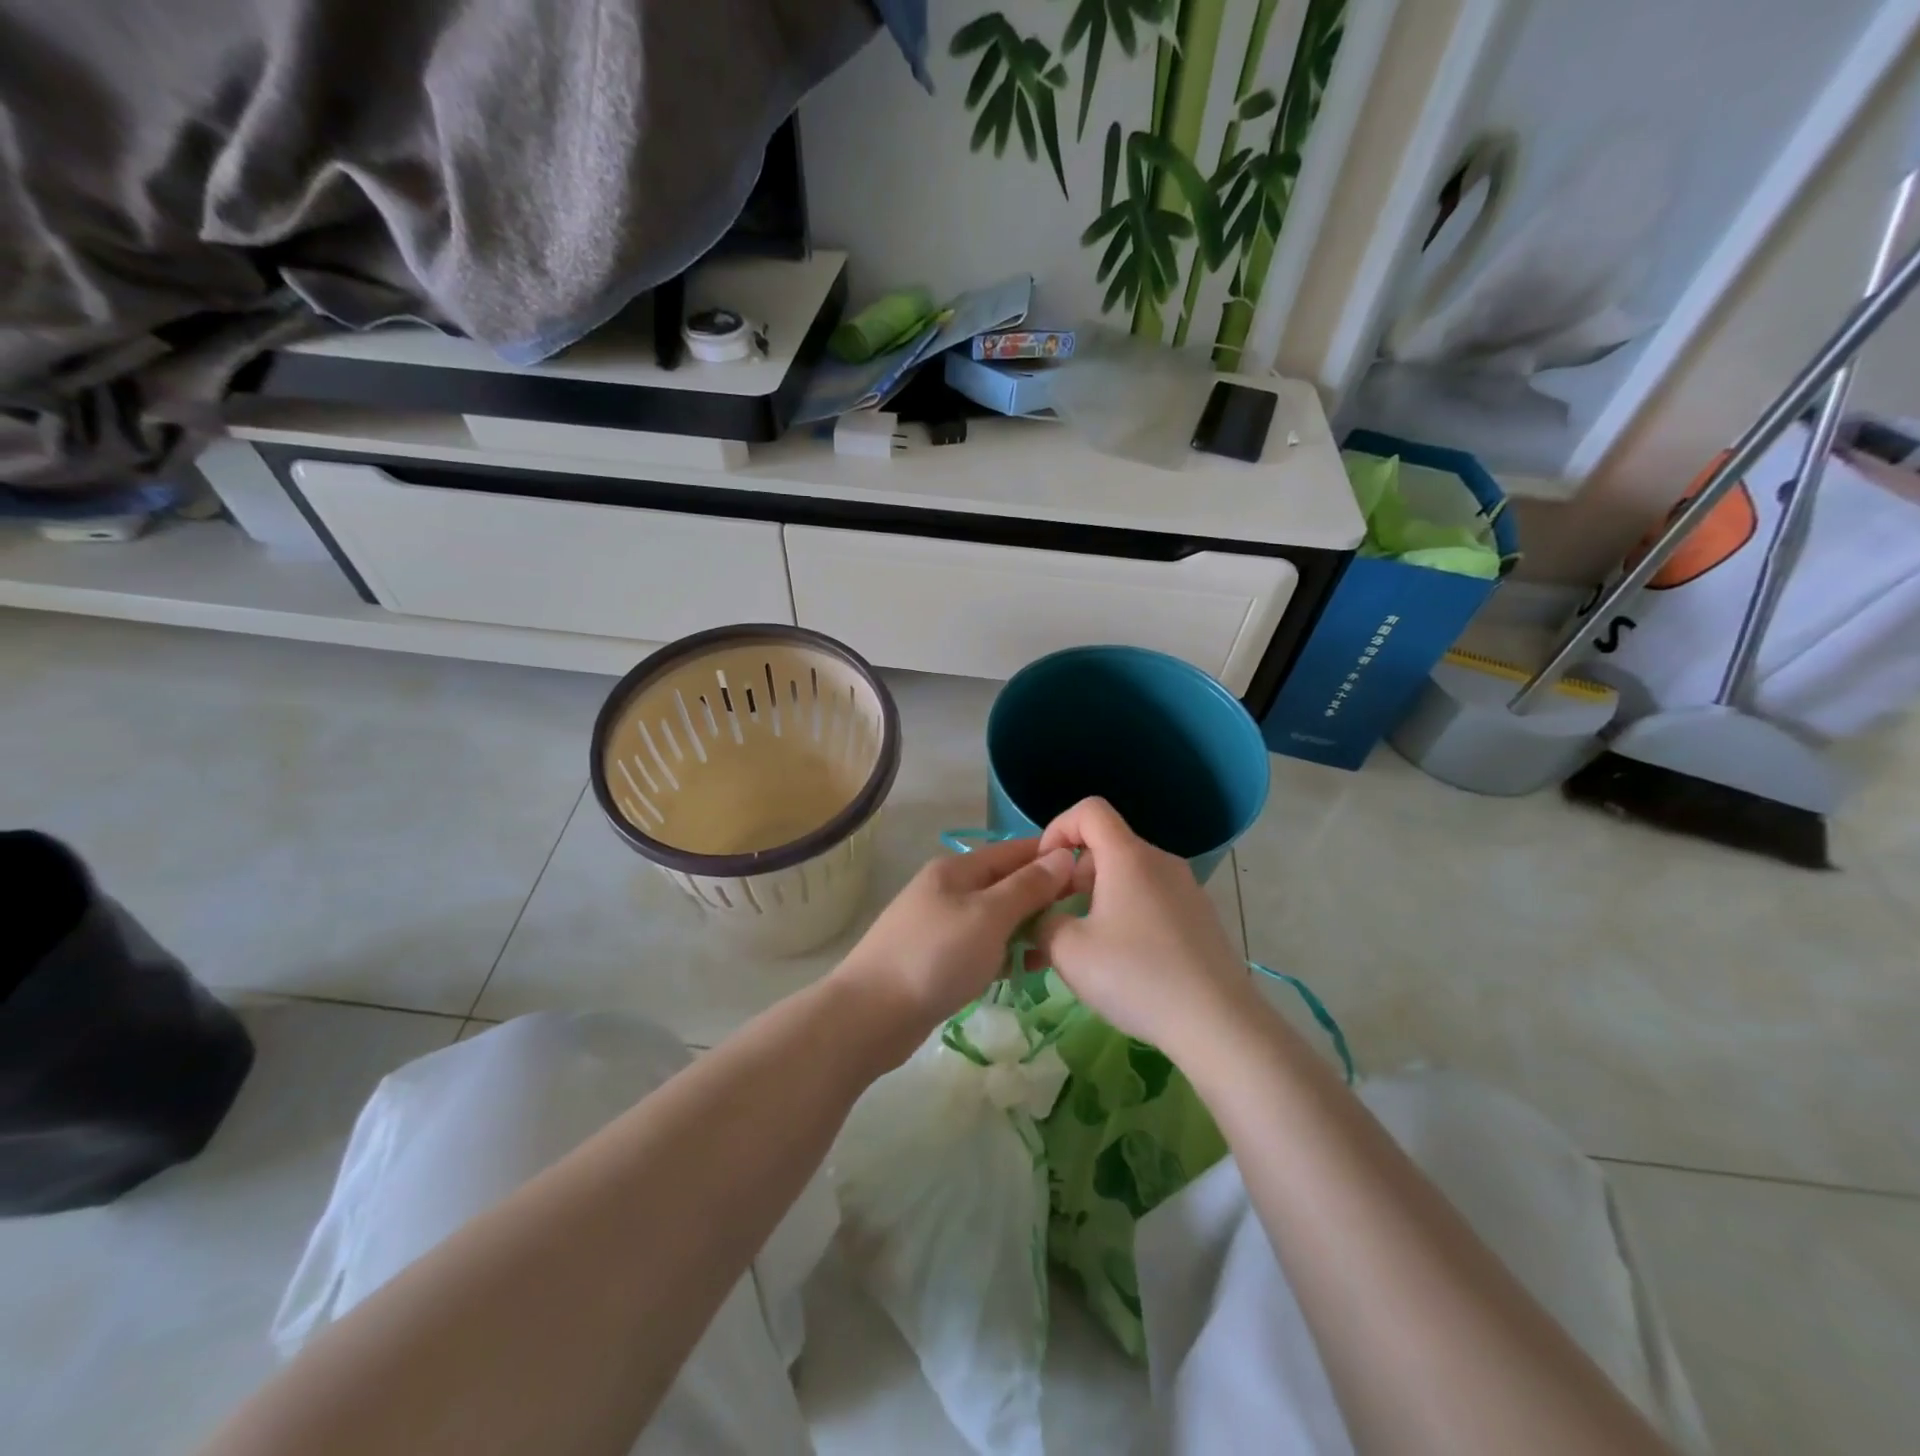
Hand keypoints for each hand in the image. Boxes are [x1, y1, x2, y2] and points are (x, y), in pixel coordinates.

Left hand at [834, 838, 1075, 1059]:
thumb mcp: (989, 916)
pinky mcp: (935, 959)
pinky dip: (1001, 954)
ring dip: (1023, 930)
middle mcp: (947, 889)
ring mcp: (938, 925)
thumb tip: (1063, 855)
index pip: (1013, 851)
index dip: (1051, 857)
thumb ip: (1027, 886)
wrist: (870, 1015)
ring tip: (1055, 950)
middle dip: (1041, 898)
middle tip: (1080, 919)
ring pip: (994, 919)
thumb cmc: (936, 957)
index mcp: (957, 869)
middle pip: (1004, 884)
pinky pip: (980, 946)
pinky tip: (1020, 973)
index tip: (1091, 873)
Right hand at [1033, 797, 1258, 1057]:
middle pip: (1107, 846)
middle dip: (1072, 875)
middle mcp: (1161, 862)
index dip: (1058, 829)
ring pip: (1128, 877)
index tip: (1044, 870)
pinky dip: (1125, 915)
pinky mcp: (1201, 918)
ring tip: (1081, 948)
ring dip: (1096, 900)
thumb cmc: (1136, 976)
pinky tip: (1120, 963)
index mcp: (1128, 857)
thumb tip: (1046, 918)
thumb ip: (1043, 922)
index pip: (1089, 810)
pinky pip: (1151, 900)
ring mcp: (1187, 889)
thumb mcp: (1068, 951)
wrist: (1217, 1024)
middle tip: (1054, 919)